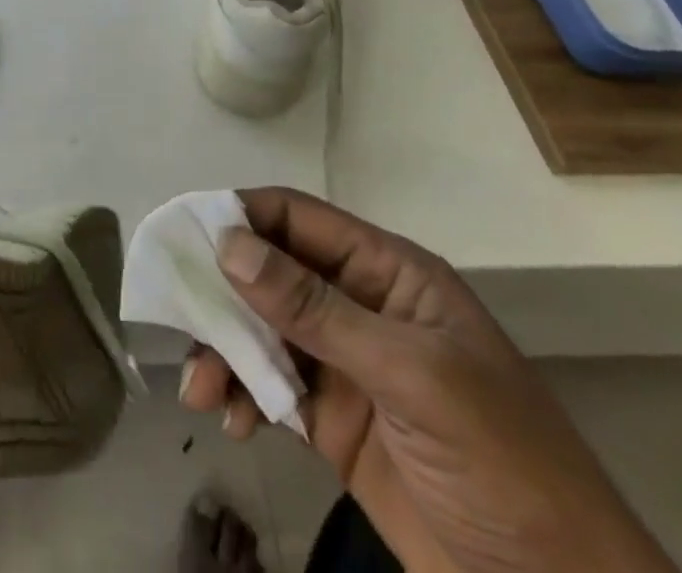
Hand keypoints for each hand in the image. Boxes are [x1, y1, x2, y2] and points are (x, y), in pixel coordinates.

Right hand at [180, 188, 675, 572]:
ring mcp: (342, 363)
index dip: (240, 217)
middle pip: (268, 272)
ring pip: (259, 329)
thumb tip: (228, 244)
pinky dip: (242, 395)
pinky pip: (268, 386)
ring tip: (200, 389)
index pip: (297, 219)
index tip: (185, 236)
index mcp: (386, 273)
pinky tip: (233, 420)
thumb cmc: (504, 465)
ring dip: (223, 350)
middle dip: (220, 292)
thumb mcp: (412, 377)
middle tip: (177, 315)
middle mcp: (358, 305)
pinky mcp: (331, 420)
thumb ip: (316, 309)